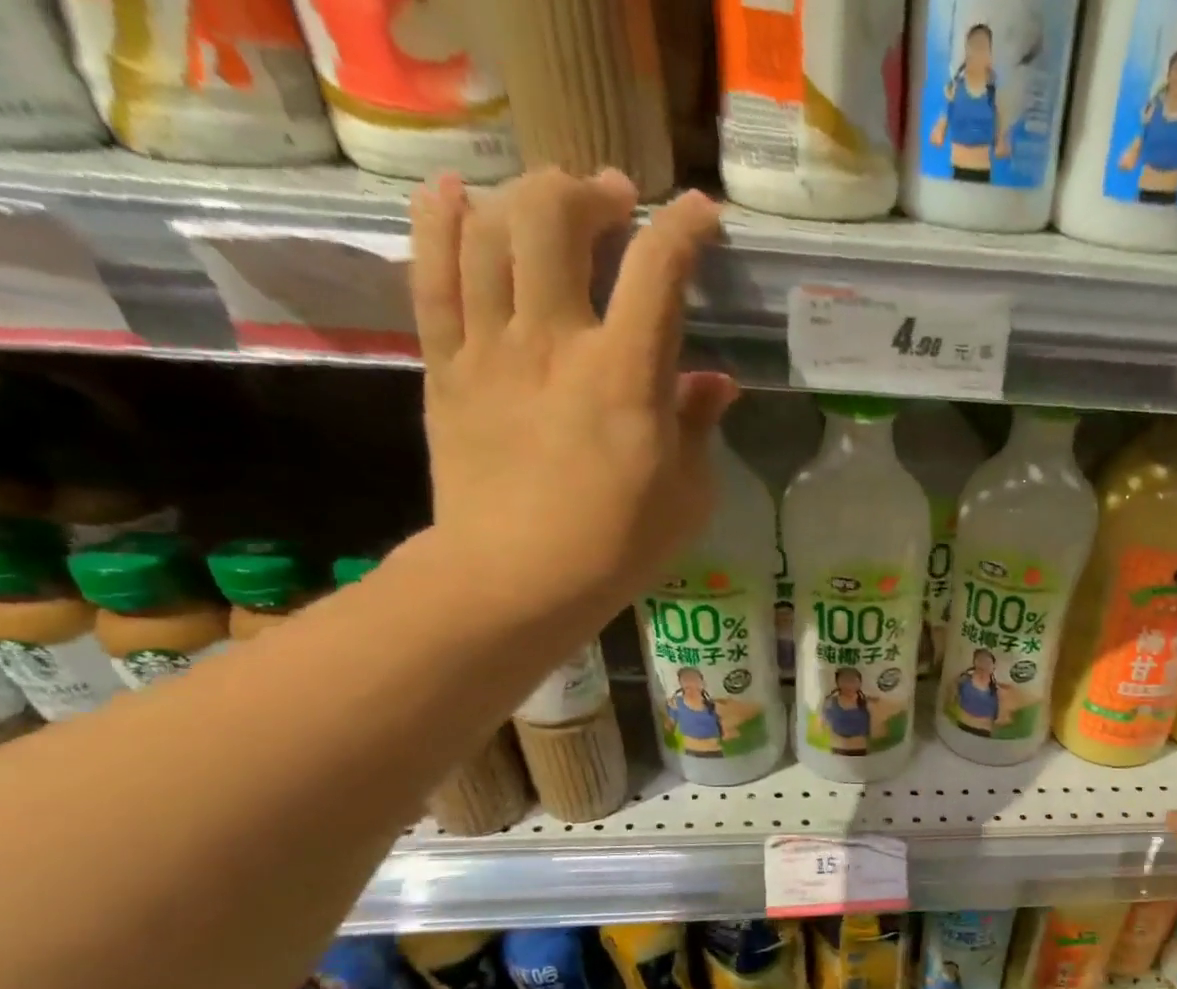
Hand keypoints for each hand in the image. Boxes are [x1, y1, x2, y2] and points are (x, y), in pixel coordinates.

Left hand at [408, 168, 736, 631]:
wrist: (517, 578)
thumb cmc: (618, 545)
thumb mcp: (687, 495)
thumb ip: (699, 426)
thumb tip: (714, 383)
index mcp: (626, 376)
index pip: (657, 270)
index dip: (683, 226)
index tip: (700, 213)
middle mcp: (555, 341)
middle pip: (555, 218)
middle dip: (590, 192)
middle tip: (614, 202)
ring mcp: (491, 348)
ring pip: (489, 230)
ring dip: (523, 198)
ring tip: (549, 205)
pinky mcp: (446, 365)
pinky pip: (431, 273)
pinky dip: (440, 221)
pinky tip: (455, 196)